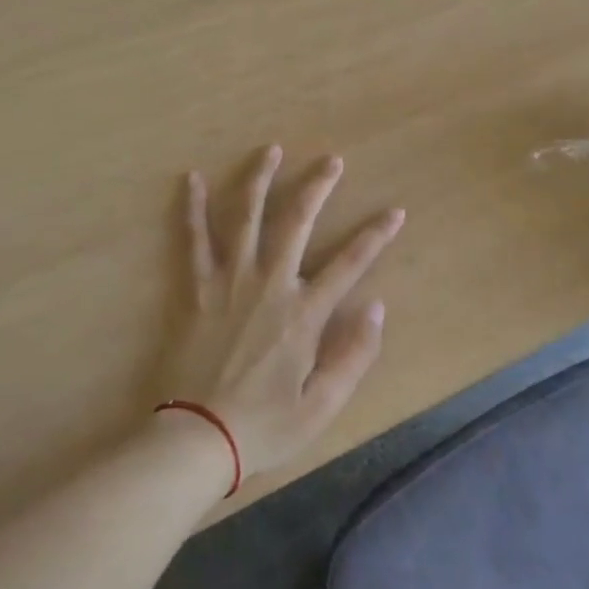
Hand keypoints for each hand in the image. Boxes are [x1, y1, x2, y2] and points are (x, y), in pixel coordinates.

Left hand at [163, 146, 402, 479]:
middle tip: (331, 160)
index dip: (375, 235)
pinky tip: (193, 179)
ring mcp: (230, 280)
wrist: (195, 439)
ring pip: (247, 217)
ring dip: (260, 179)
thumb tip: (377, 307)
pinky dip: (193, 208)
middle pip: (297, 221)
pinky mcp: (197, 287)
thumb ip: (354, 356)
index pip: (349, 263)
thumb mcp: (322, 406)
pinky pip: (194, 240)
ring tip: (271, 149)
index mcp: (303, 313)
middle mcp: (269, 284)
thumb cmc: (263, 427)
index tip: (394, 210)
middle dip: (317, 187)